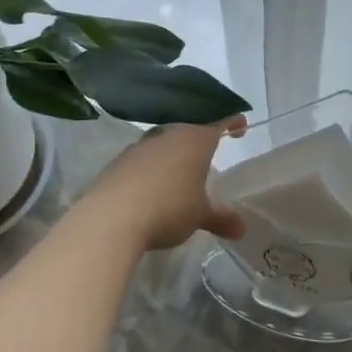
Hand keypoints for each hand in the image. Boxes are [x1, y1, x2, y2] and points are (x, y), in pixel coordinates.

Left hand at [80, 118, 247, 250]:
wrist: (111, 217)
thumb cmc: (168, 209)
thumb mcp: (200, 216)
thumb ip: (221, 218)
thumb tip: (241, 229)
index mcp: (194, 141)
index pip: (218, 123)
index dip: (231, 123)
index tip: (240, 127)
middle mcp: (167, 135)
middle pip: (189, 129)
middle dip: (200, 140)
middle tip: (209, 153)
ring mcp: (140, 146)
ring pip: (163, 142)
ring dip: (173, 153)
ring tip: (180, 171)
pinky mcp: (118, 162)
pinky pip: (142, 158)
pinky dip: (152, 167)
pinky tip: (152, 184)